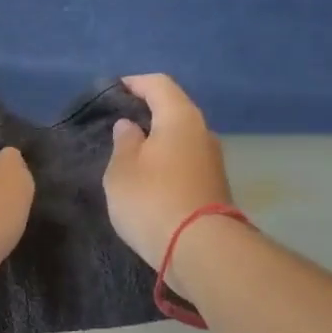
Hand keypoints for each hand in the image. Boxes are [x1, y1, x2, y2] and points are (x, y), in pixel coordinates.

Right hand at [103, 74, 232, 266]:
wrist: (199, 249)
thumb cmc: (152, 201)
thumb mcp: (122, 171)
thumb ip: (123, 143)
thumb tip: (130, 126)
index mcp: (180, 118)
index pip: (159, 85)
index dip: (136, 83)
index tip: (117, 89)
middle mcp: (203, 132)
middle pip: (175, 110)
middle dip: (149, 112)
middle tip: (121, 121)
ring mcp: (213, 161)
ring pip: (182, 139)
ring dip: (159, 140)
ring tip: (132, 151)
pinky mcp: (214, 186)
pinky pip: (186, 161)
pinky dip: (168, 161)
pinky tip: (151, 177)